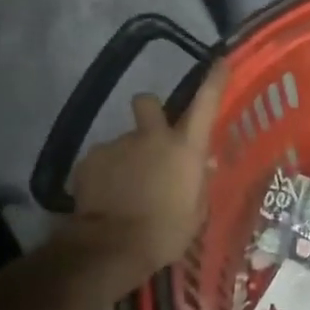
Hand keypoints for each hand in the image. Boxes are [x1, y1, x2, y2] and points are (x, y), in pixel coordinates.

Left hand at [68, 62, 227, 278]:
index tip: (219, 62)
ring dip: (128, 157)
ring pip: (125, 141)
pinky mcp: (90, 159)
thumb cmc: (166, 232)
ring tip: (126, 190)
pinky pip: (103, 160)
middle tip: (151, 139)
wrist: (112, 247)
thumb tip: (203, 164)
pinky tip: (106, 197)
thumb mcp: (196, 211)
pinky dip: (106, 174)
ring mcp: (118, 144)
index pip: (206, 103)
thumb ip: (198, 182)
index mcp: (185, 148)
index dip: (214, 80)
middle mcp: (152, 137)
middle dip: (150, 112)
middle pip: (148, 102)